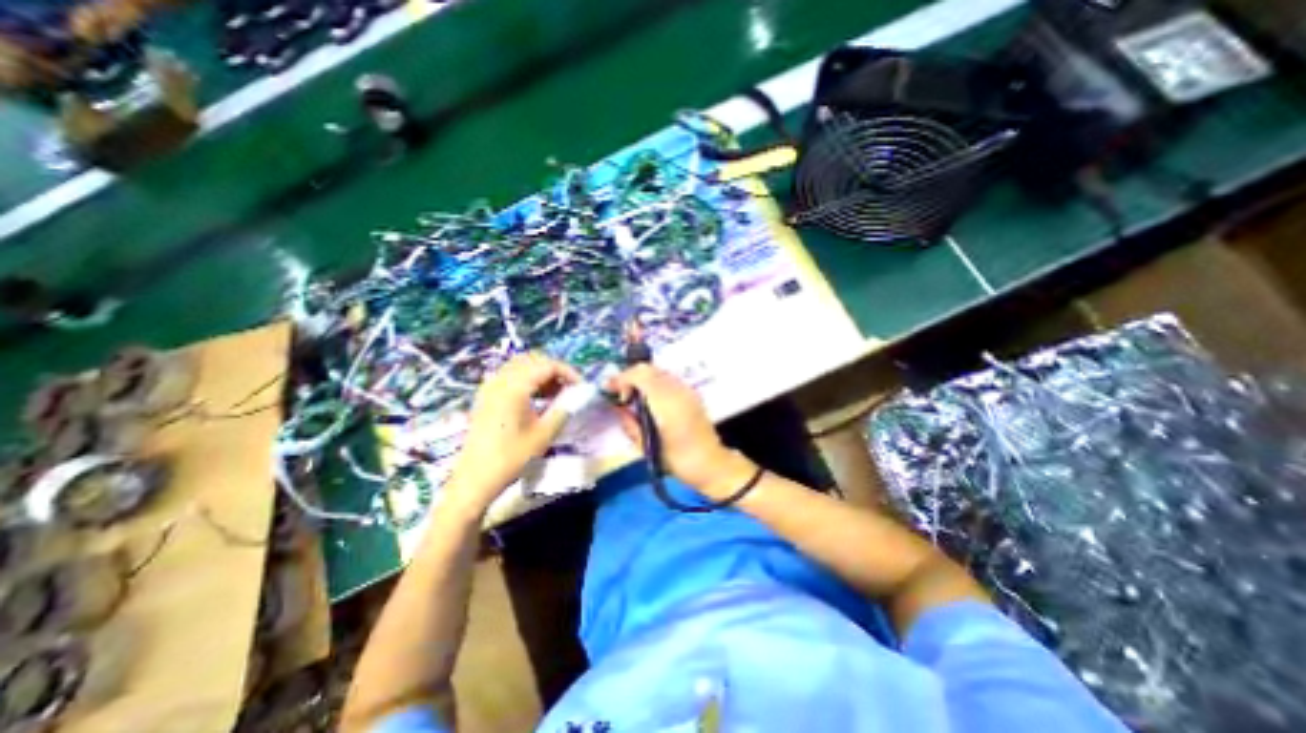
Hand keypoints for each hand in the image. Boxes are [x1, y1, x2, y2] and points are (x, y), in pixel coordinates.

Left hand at [448, 352, 578, 513]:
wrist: (475, 479)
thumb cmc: (512, 457)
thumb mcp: (544, 434)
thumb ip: (564, 409)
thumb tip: (577, 396)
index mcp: (515, 387)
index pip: (547, 365)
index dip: (568, 372)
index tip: (581, 386)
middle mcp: (500, 380)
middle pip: (533, 359)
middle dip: (554, 369)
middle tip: (569, 386)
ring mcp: (490, 387)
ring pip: (520, 365)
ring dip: (540, 373)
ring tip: (555, 392)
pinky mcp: (485, 396)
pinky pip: (509, 375)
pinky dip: (527, 378)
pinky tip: (536, 397)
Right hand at [607, 364, 748, 495]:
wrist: (711, 464)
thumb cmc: (678, 461)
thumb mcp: (647, 447)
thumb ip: (630, 424)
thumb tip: (619, 409)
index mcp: (667, 403)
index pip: (640, 375)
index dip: (622, 378)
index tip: (609, 389)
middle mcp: (678, 390)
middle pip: (649, 369)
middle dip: (630, 377)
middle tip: (620, 394)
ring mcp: (687, 390)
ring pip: (658, 372)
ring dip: (642, 379)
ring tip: (633, 398)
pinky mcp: (692, 394)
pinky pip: (668, 380)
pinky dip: (653, 383)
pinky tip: (650, 401)